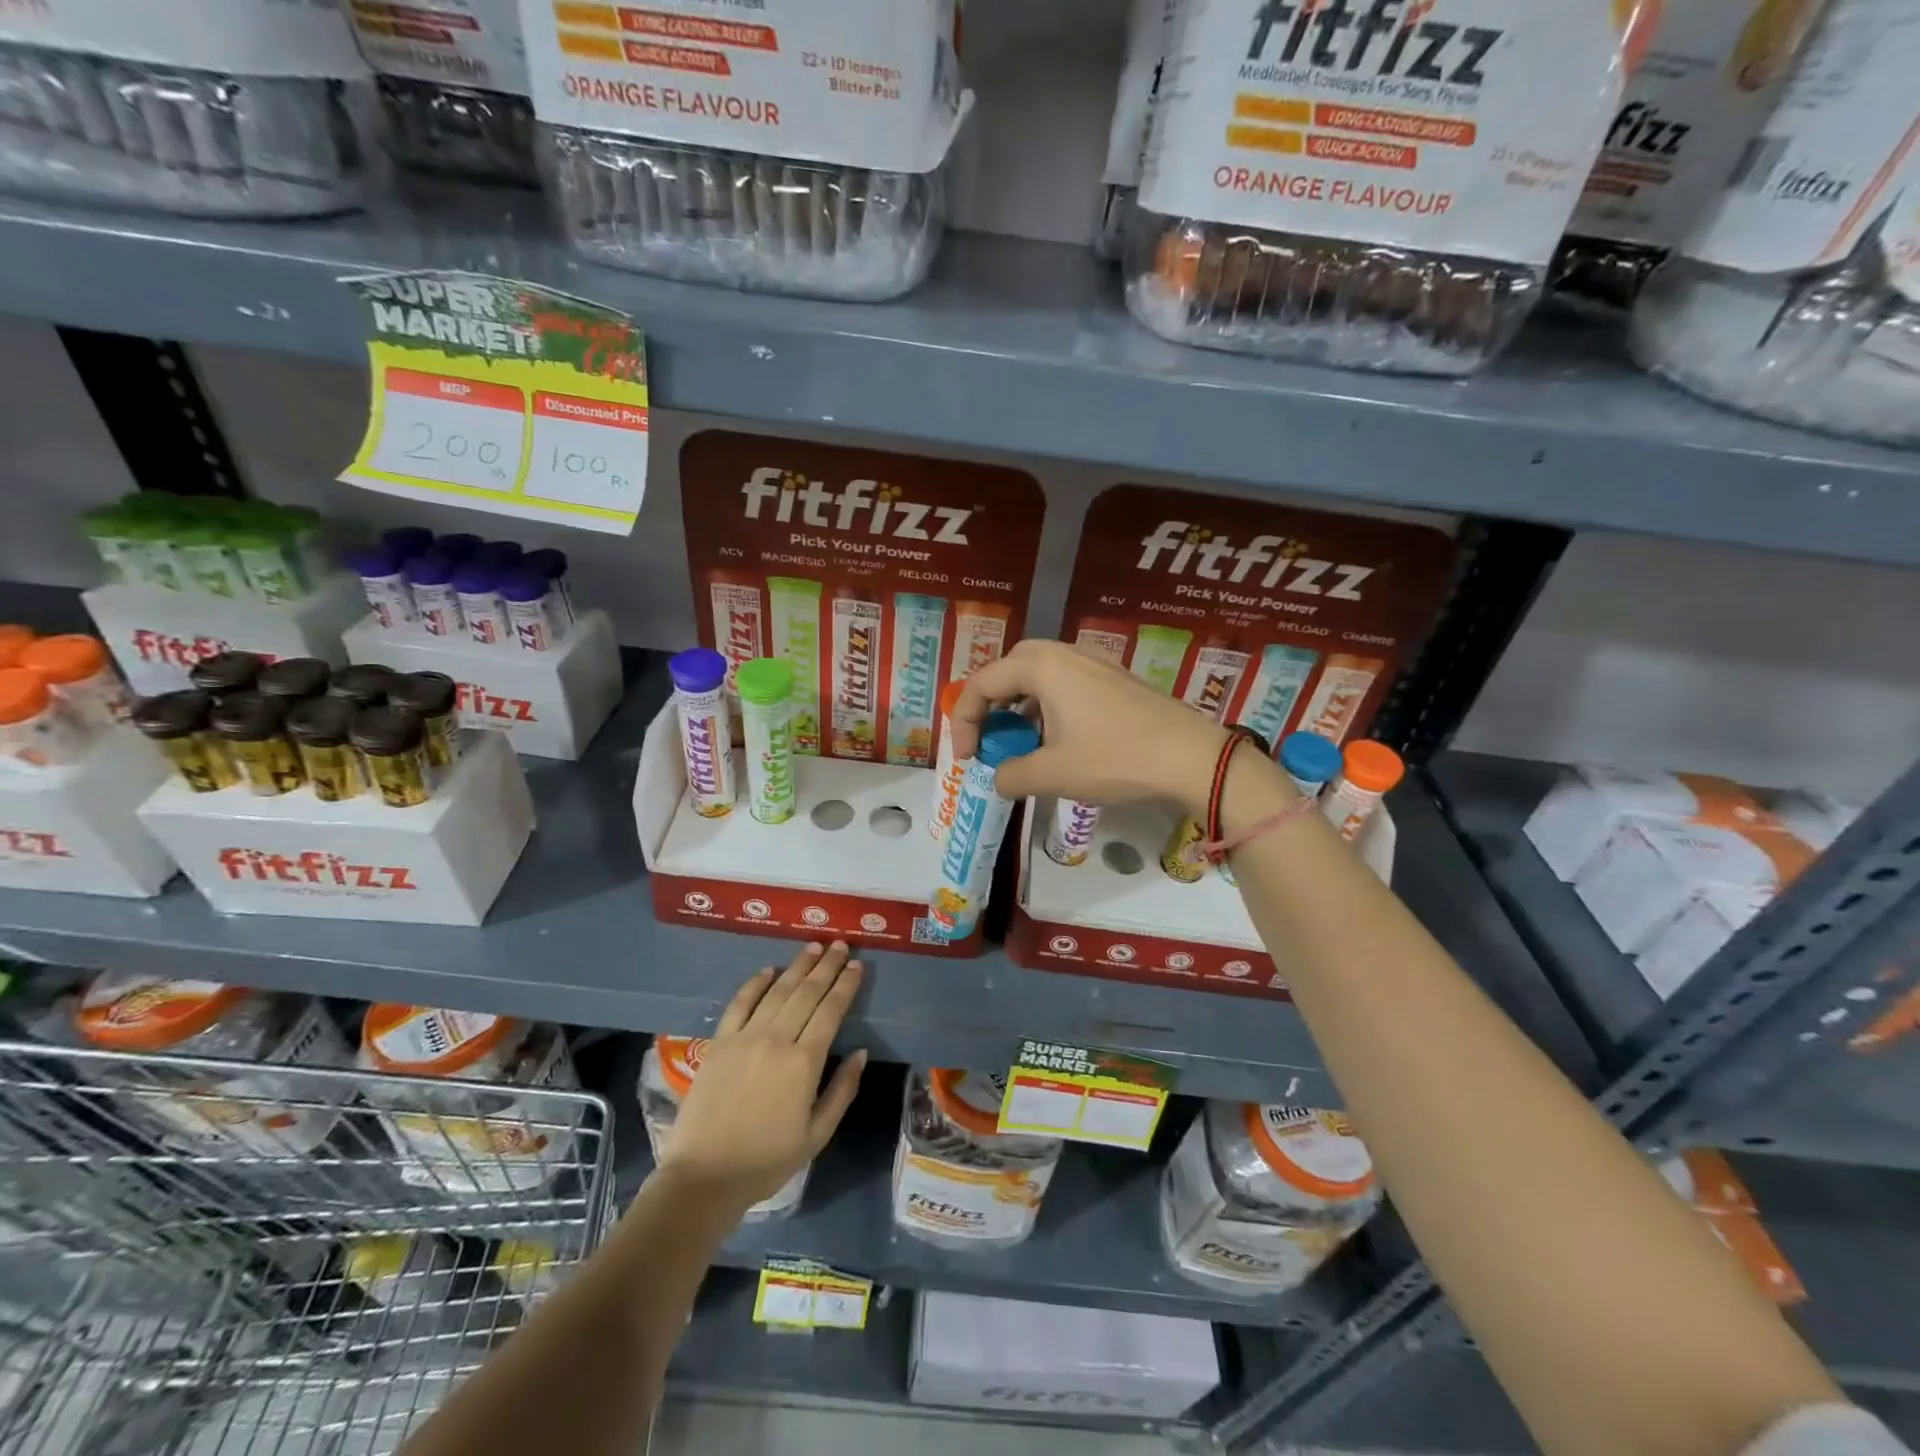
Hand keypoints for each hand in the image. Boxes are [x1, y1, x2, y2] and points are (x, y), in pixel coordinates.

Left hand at [660, 943, 867, 1212]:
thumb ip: (842, 1090)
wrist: (704, 1177)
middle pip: (806, 993)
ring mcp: (745, 1038)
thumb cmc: (766, 1161)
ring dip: (797, 966)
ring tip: (813, 946)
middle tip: (840, 944)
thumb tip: (861, 1053)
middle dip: (826, 966)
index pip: (831, 1011)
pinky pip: (740, 1004)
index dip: (845, 985)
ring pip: (777, 991)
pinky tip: (768, 970)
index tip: (857, 965)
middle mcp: (776, 1040)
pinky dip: (756, 984)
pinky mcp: (719, 1043)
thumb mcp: (817, 1135)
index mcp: (804, 1062)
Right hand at [951, 639, 1231, 813]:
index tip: (966, 758)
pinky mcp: (1114, 677)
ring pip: (1039, 673)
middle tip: (988, 736)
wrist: (1191, 756)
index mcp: (1042, 667)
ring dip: (1019, 704)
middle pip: (1009, 667)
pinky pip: (1065, 681)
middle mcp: (1064, 653)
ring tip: (1019, 740)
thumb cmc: (1115, 759)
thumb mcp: (1053, 773)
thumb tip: (998, 778)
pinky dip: (1046, 704)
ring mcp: (1094, 662)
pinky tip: (1057, 737)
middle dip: (990, 702)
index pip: (982, 683)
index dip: (963, 721)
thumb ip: (1012, 775)